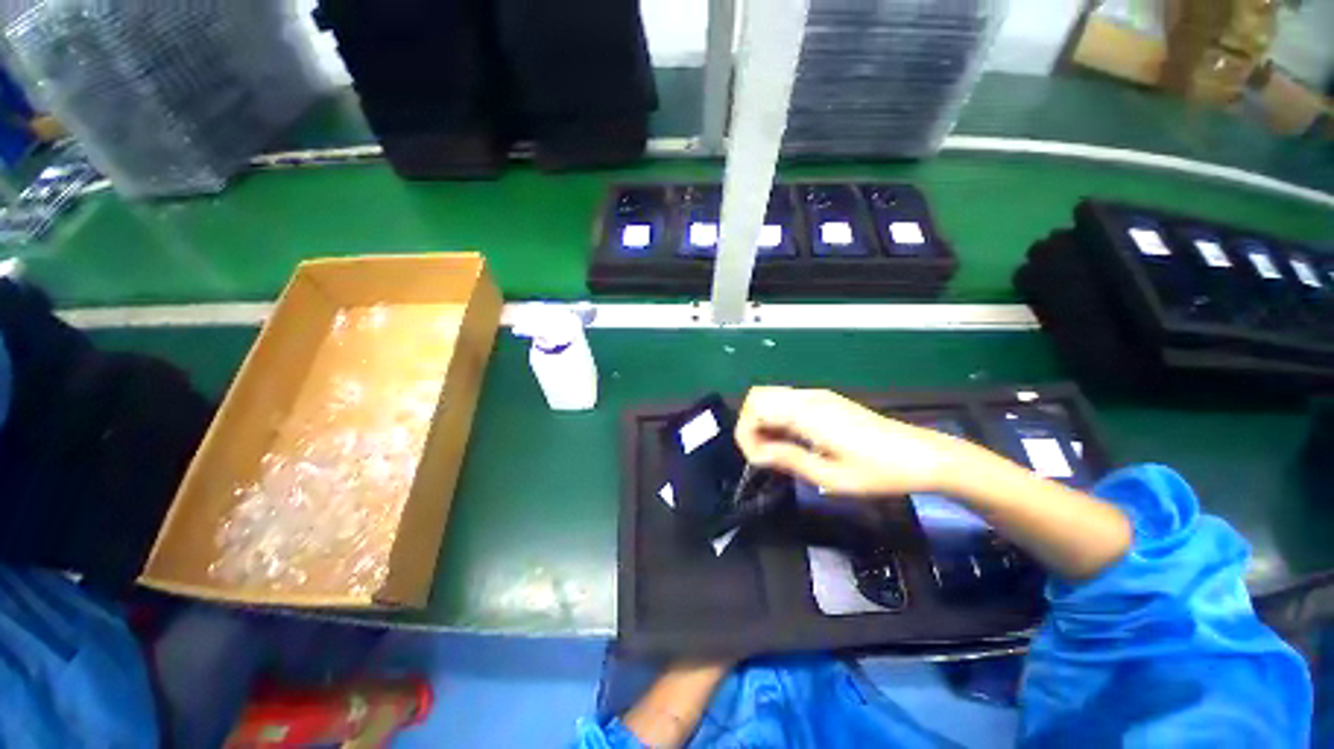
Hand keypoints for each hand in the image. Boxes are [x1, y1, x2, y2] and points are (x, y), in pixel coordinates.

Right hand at [734, 386, 963, 497]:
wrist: (922, 455)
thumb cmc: (879, 471)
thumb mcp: (832, 477)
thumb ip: (789, 460)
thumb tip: (758, 454)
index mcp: (807, 413)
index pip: (754, 409)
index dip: (747, 435)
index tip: (759, 462)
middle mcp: (808, 397)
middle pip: (757, 396)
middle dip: (750, 425)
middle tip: (764, 455)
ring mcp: (817, 396)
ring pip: (770, 397)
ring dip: (763, 422)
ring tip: (776, 452)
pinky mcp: (825, 400)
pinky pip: (787, 401)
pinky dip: (777, 418)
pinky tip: (791, 441)